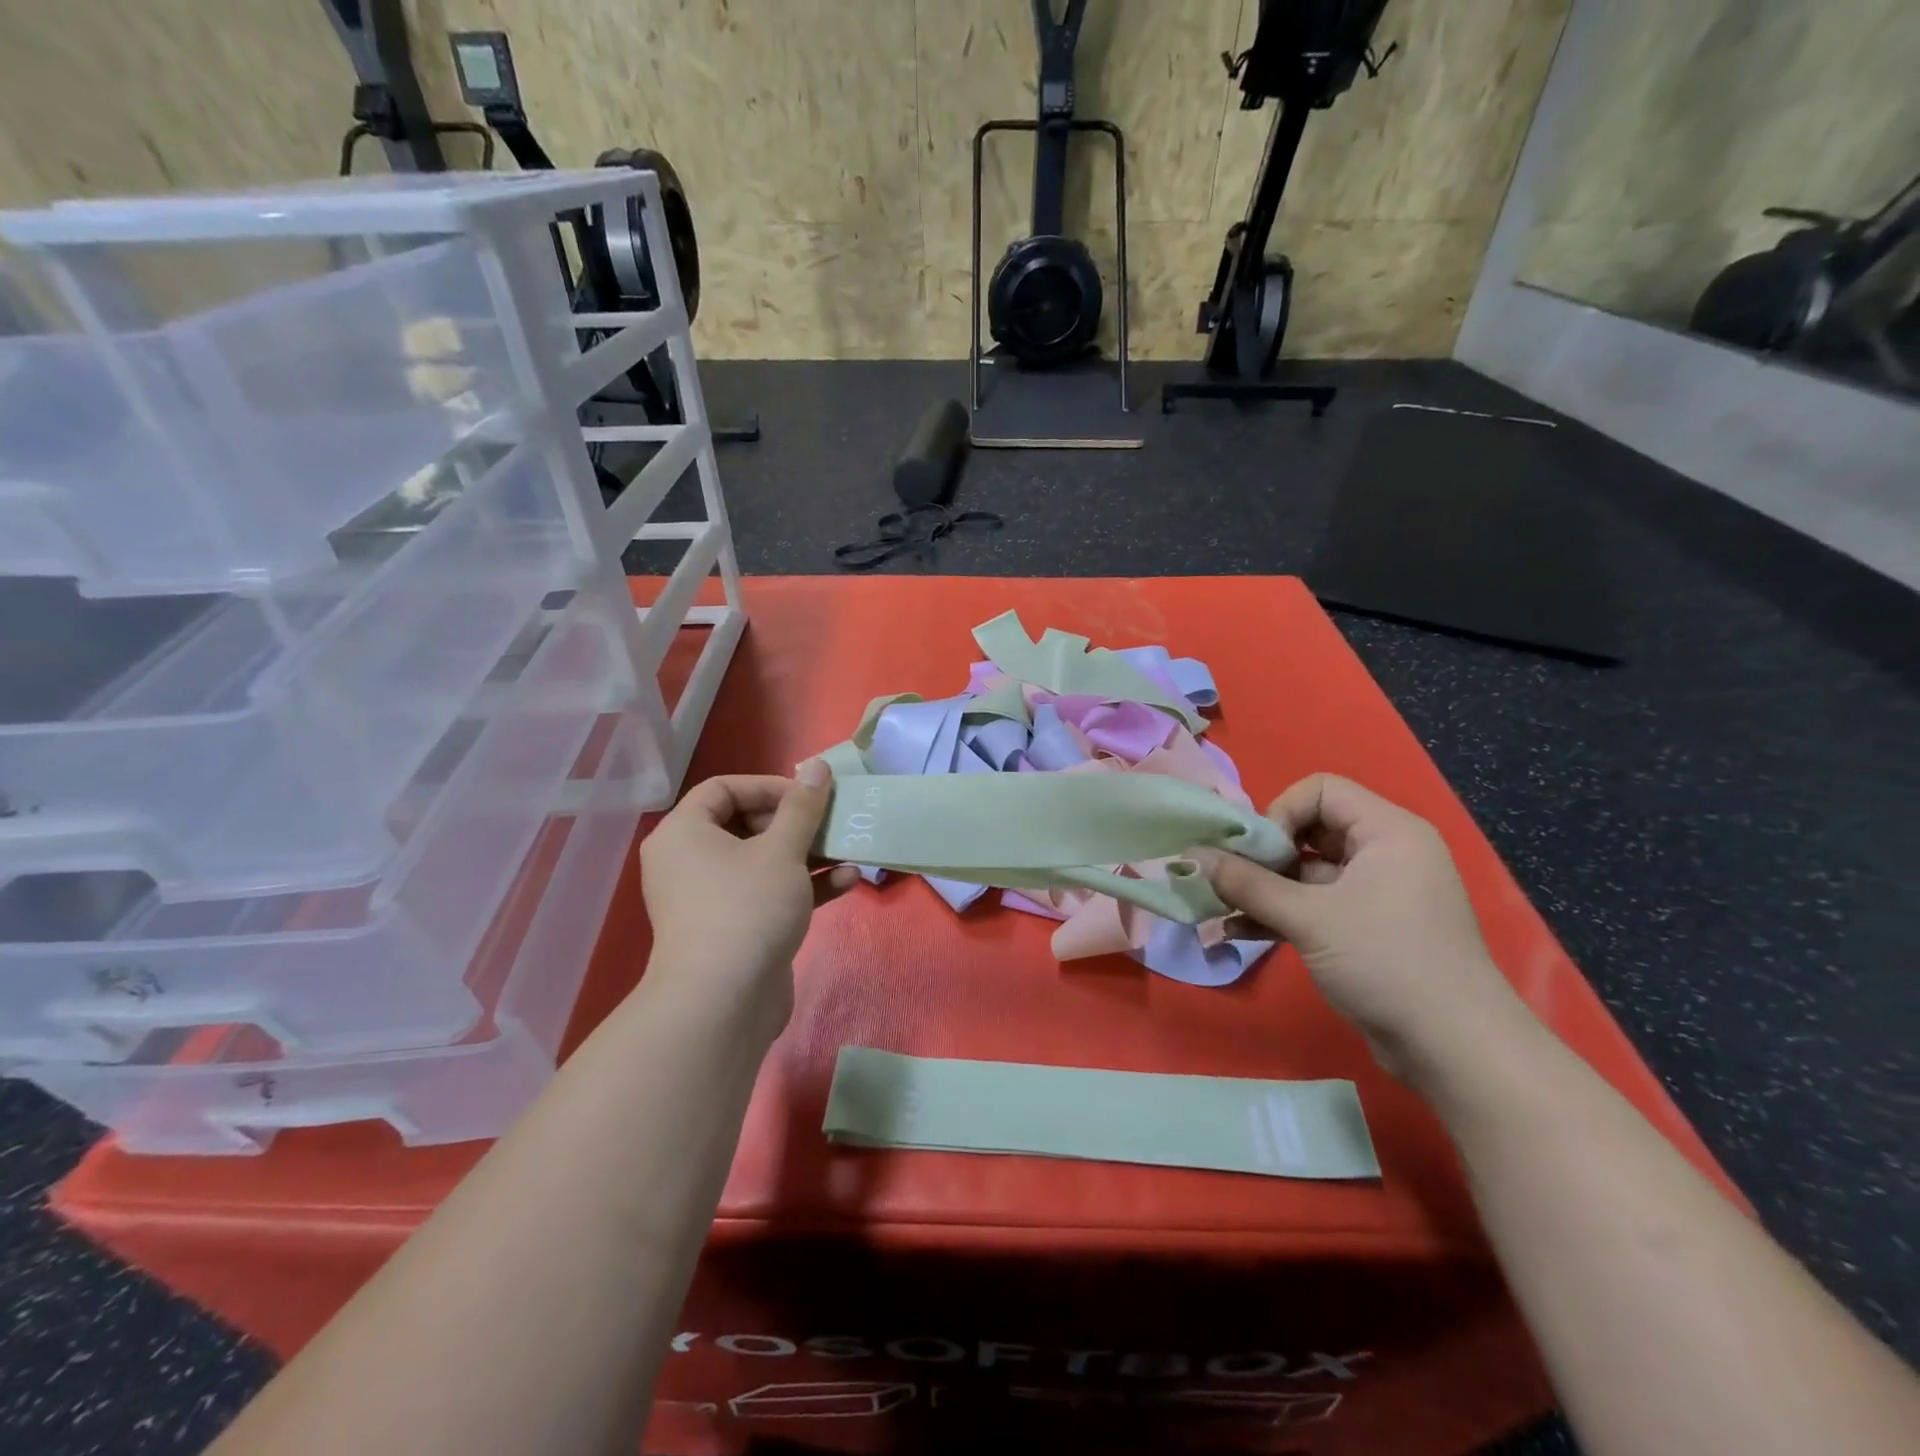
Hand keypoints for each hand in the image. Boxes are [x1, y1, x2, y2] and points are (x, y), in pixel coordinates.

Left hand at [637, 761, 860, 1033]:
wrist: (723, 1004)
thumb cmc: (747, 908)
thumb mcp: (782, 850)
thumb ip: (803, 807)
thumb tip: (818, 767)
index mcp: (684, 833)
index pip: (724, 788)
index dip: (769, 786)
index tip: (809, 796)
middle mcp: (689, 861)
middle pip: (745, 824)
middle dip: (796, 823)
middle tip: (830, 823)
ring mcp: (711, 898)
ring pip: (762, 861)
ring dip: (807, 854)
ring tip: (848, 848)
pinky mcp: (734, 929)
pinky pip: (767, 894)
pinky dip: (803, 886)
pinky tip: (847, 881)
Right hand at [1195, 773, 1527, 1083]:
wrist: (1456, 1049)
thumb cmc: (1386, 962)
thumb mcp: (1309, 918)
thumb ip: (1246, 884)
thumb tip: (1190, 856)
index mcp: (1387, 832)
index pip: (1321, 791)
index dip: (1281, 813)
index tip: (1256, 853)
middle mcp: (1384, 853)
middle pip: (1310, 830)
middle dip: (1263, 855)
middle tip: (1227, 879)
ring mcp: (1376, 893)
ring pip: (1306, 873)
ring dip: (1262, 889)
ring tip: (1217, 906)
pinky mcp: (1366, 929)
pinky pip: (1314, 905)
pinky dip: (1279, 914)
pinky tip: (1237, 932)